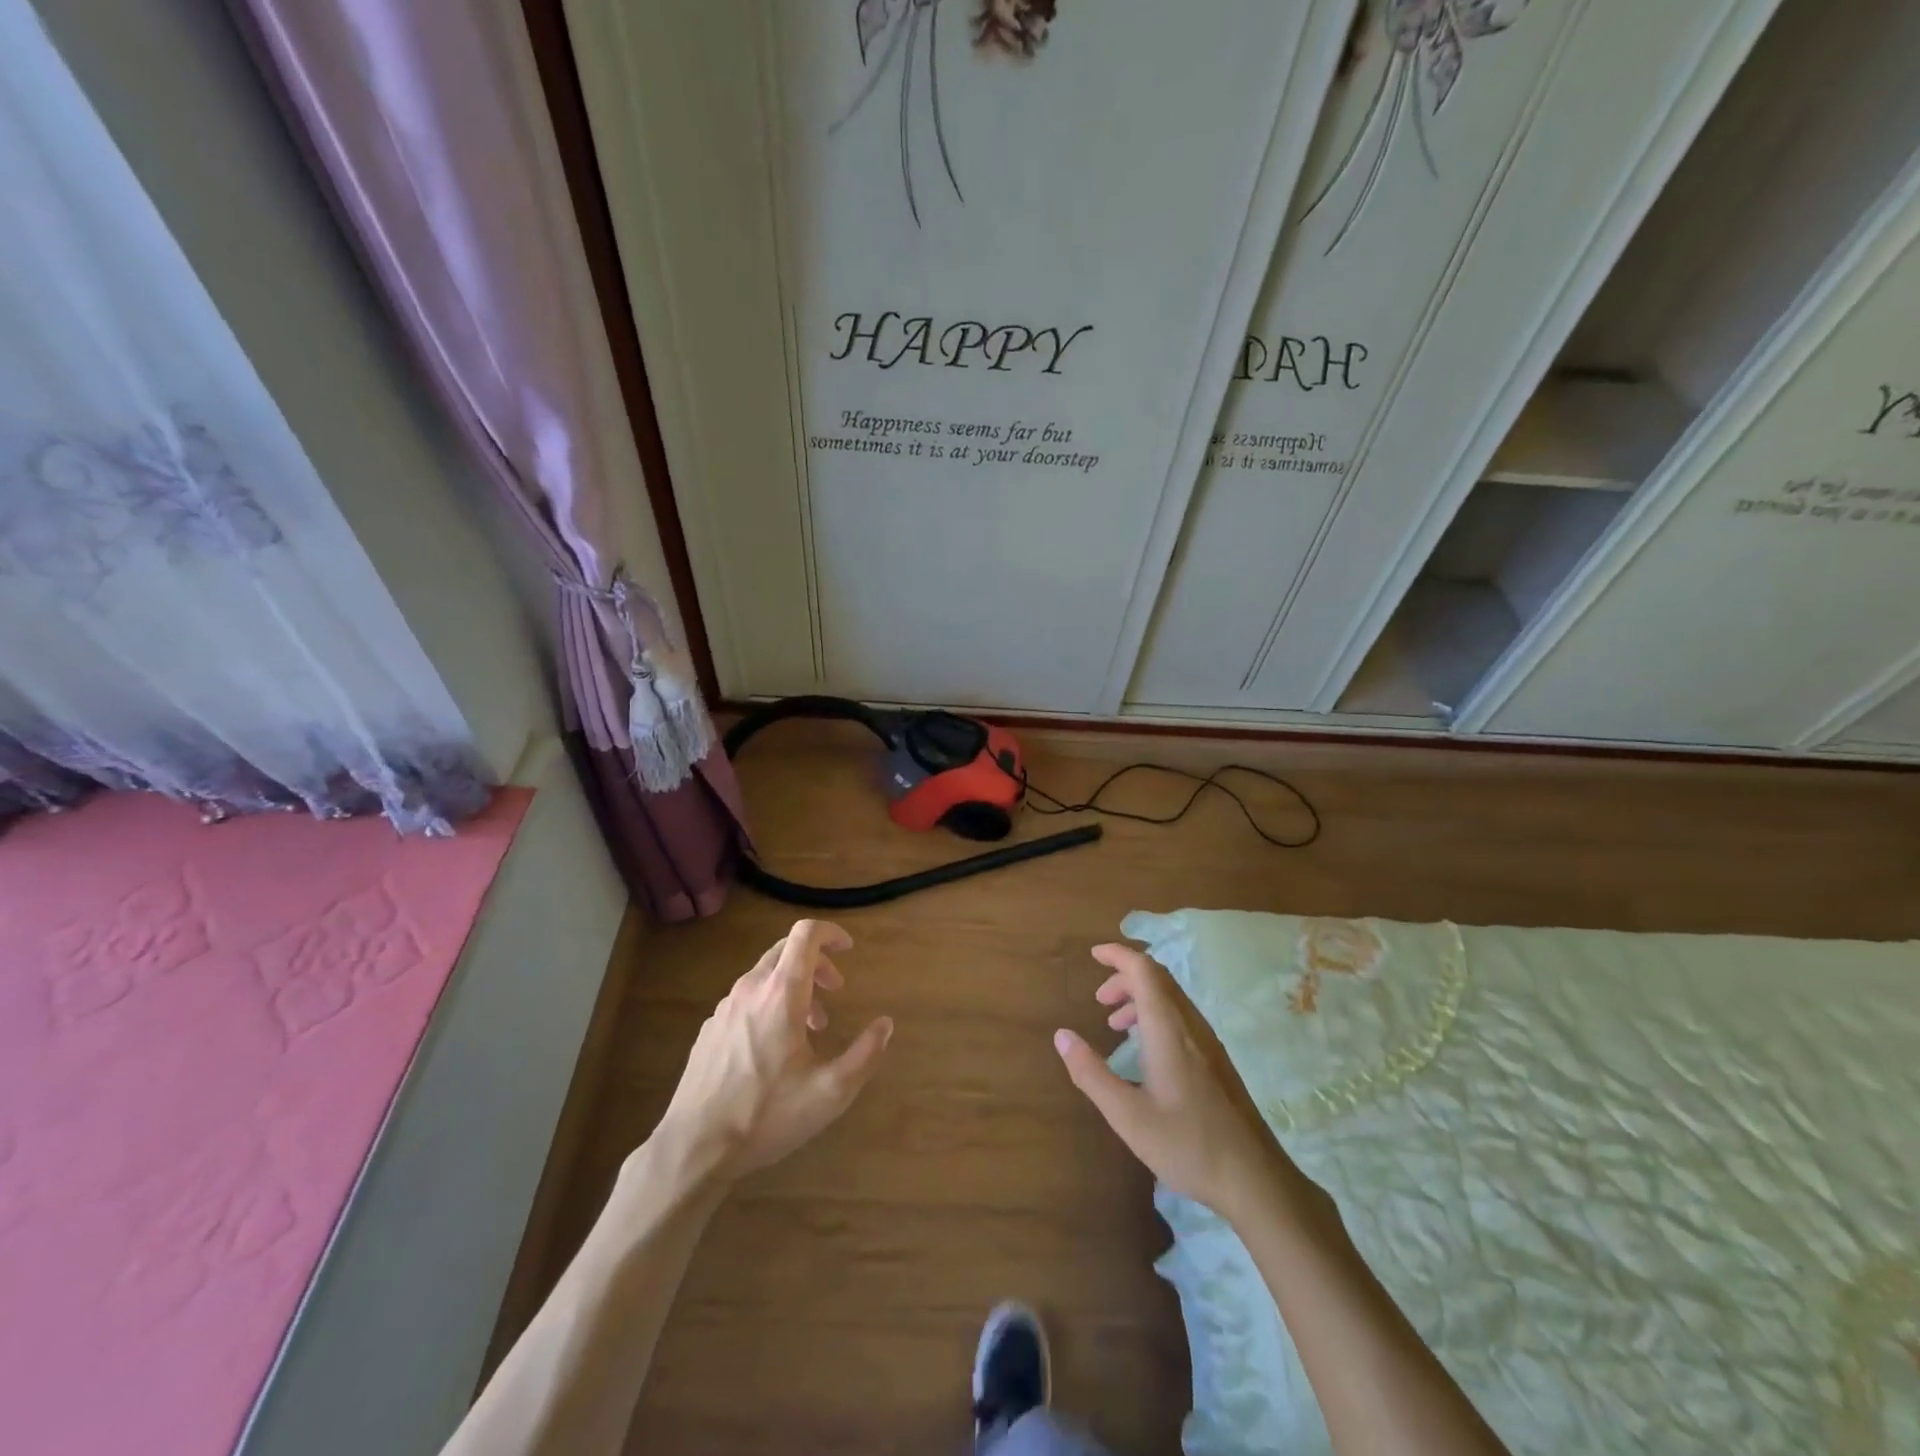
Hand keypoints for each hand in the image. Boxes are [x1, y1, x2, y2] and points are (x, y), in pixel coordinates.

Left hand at [649, 920, 893, 1185]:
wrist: (694, 1147)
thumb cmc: (767, 1115)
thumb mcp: (831, 1092)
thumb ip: (865, 1054)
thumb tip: (885, 1025)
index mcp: (781, 993)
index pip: (806, 935)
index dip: (831, 932)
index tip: (849, 949)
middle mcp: (751, 989)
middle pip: (786, 950)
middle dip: (817, 962)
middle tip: (835, 991)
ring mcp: (725, 1008)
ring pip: (765, 976)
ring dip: (794, 986)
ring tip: (810, 1027)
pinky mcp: (710, 1029)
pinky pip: (747, 999)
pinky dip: (770, 1004)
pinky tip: (774, 1046)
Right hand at [1054, 943, 1316, 1225]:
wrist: (1256, 1180)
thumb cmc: (1187, 1145)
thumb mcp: (1127, 1116)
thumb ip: (1091, 1073)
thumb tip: (1062, 1035)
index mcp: (1168, 1030)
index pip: (1144, 970)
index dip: (1118, 955)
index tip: (1093, 955)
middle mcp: (1191, 1026)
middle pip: (1158, 979)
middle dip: (1125, 977)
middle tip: (1100, 1000)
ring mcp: (1209, 1042)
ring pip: (1171, 998)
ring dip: (1140, 997)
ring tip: (1115, 1024)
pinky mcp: (1217, 1060)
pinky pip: (1182, 1017)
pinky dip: (1156, 1015)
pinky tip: (1146, 1050)